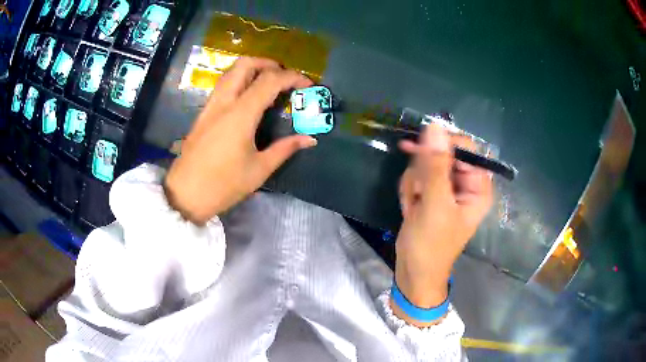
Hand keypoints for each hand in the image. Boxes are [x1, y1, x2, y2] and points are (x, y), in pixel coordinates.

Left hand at [164, 57, 316, 223]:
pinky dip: (240, 81)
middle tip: (284, 77)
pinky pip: (223, 86)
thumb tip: (309, 139)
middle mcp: (224, 102)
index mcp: (240, 114)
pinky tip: (249, 99)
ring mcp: (210, 106)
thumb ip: (285, 149)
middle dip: (269, 64)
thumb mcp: (259, 170)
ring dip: (252, 70)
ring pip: (231, 72)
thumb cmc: (223, 185)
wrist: (185, 195)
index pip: (270, 80)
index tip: (308, 85)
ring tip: (268, 84)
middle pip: (245, 64)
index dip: (293, 77)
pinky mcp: (203, 114)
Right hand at [392, 124, 492, 325]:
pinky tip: (410, 208)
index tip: (421, 152)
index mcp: (478, 186)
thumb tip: (435, 126)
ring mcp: (447, 188)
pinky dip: (410, 190)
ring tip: (414, 206)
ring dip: (414, 183)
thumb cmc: (431, 244)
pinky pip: (417, 176)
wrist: (413, 272)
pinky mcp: (431, 193)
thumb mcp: (435, 204)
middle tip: (417, 192)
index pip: (466, 148)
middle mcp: (465, 183)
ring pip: (426, 164)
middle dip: (424, 172)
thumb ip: (436, 165)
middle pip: (443, 153)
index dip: (444, 145)